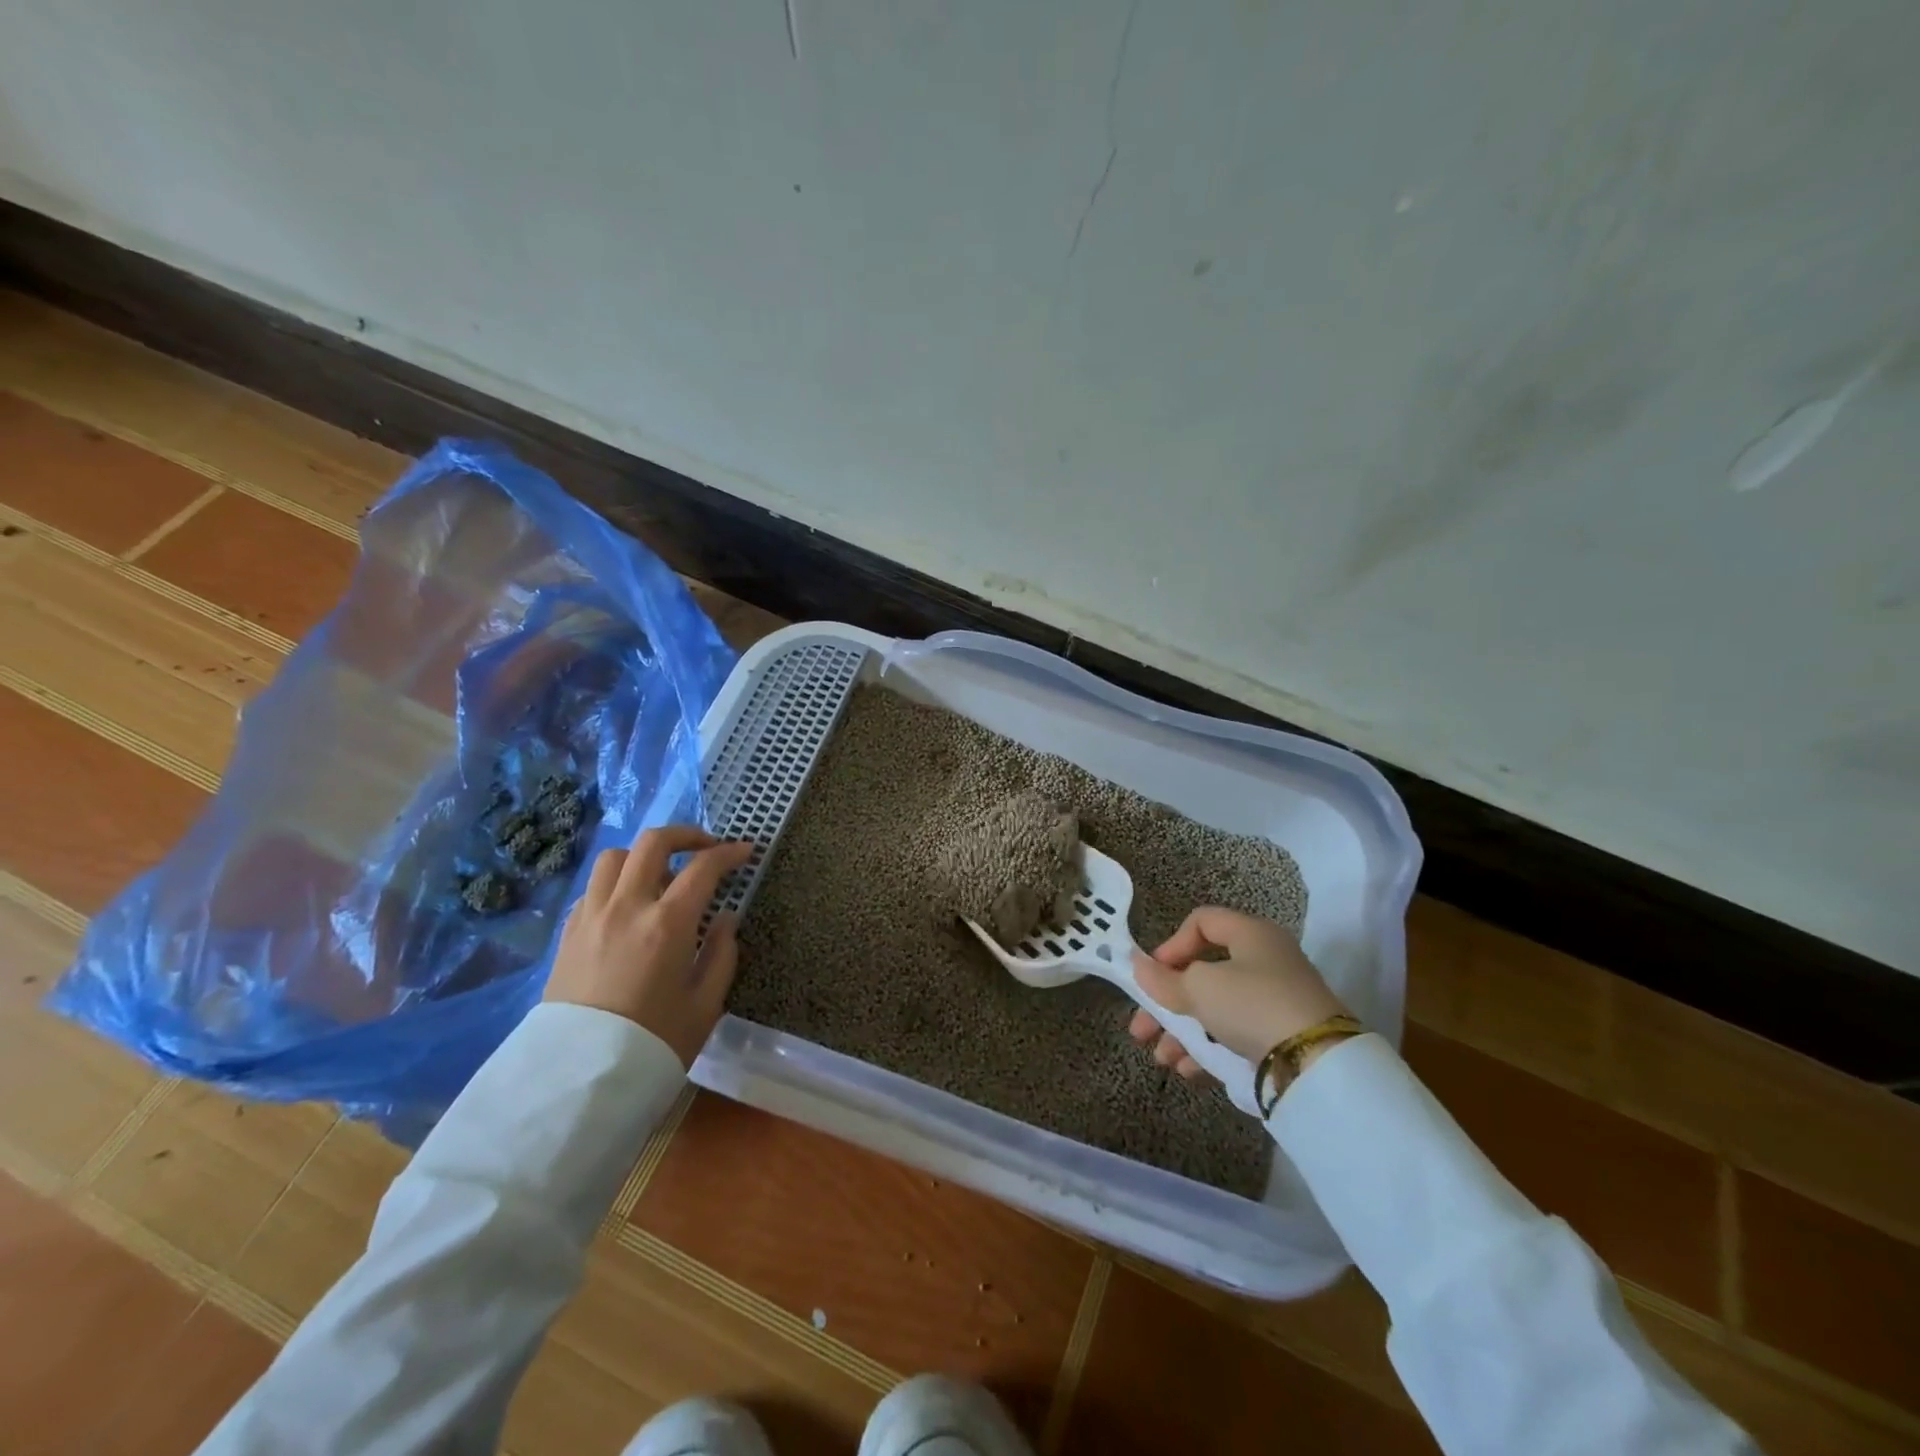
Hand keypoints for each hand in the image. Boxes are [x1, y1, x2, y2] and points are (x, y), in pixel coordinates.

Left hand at [543, 825, 754, 1066]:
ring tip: (661, 877)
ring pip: (615, 857)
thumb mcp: (705, 1004)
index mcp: (667, 923)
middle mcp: (627, 907)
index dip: (729, 852)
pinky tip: (629, 906)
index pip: (704, 867)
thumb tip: (724, 918)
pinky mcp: (568, 933)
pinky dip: (617, 883)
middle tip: (706, 847)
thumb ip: (721, 953)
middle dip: (686, 834)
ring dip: (643, 856)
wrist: (580, 1080)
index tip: (746, 851)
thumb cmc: (654, 1042)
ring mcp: (592, 916)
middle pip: (653, 842)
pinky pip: (594, 887)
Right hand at [1130, 906, 1348, 1079]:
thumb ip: (1164, 980)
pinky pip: (1235, 1034)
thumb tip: (1139, 967)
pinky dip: (1209, 1048)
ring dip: (1182, 1032)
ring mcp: (1275, 999)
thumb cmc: (1251, 1006)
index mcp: (1250, 934)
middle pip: (1203, 973)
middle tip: (1141, 1028)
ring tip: (1163, 1058)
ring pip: (1215, 1008)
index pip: (1201, 922)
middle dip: (1166, 1003)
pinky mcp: (1282, 1035)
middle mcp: (1264, 961)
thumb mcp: (1199, 988)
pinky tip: (1188, 1069)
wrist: (1318, 1064)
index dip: (1171, 945)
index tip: (1154, 975)